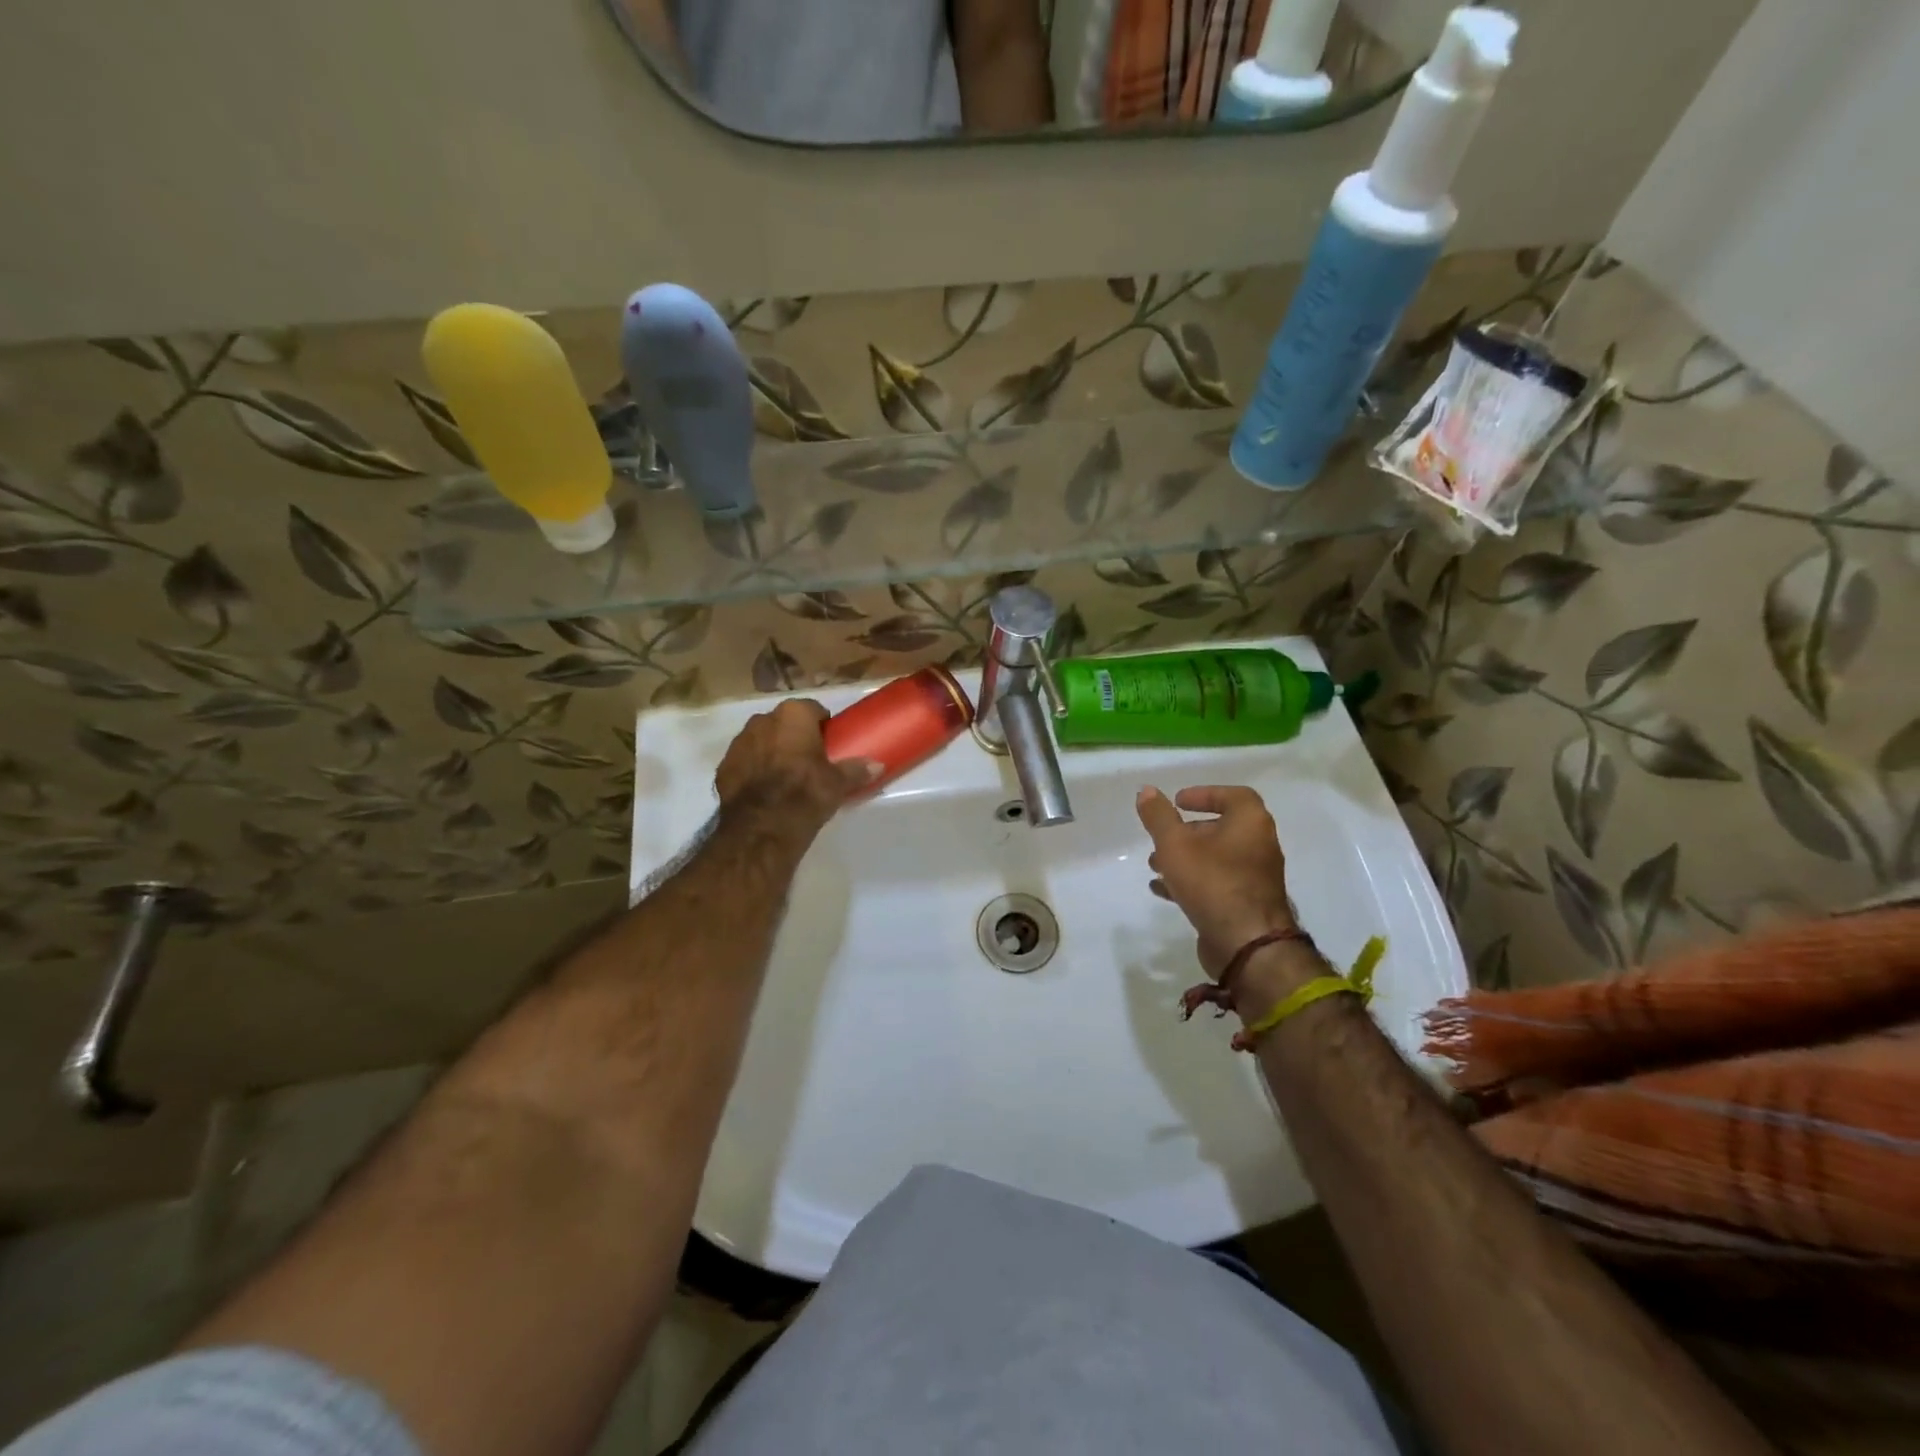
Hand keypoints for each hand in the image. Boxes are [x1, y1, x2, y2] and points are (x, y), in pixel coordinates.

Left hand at [716, 701, 876, 839]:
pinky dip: (753, 771)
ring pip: (761, 741)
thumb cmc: (806, 793)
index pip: (812, 710)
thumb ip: (856, 770)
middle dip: (793, 737)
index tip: (828, 744)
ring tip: (785, 778)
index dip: (821, 726)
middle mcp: (762, 720)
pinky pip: (744, 763)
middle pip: (783, 724)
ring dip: (771, 752)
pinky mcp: (723, 767)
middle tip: (808, 761)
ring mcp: (738, 743)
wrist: (762, 826)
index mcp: (793, 715)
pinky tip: (764, 791)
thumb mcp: (837, 783)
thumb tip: (878, 766)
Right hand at [1136, 785, 1308, 999]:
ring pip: (1216, 858)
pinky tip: (1162, 890)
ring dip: (1185, 857)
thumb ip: (1159, 817)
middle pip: (1222, 828)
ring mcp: (1255, 878)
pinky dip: (1191, 881)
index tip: (1178, 801)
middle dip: (1187, 831)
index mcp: (1251, 823)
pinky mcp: (1246, 904)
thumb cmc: (1212, 883)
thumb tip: (1146, 791)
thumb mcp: (1175, 844)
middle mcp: (1259, 846)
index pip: (1233, 796)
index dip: (1204, 794)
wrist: (1246, 945)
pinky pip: (1217, 883)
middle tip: (1162, 836)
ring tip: (1154, 865)